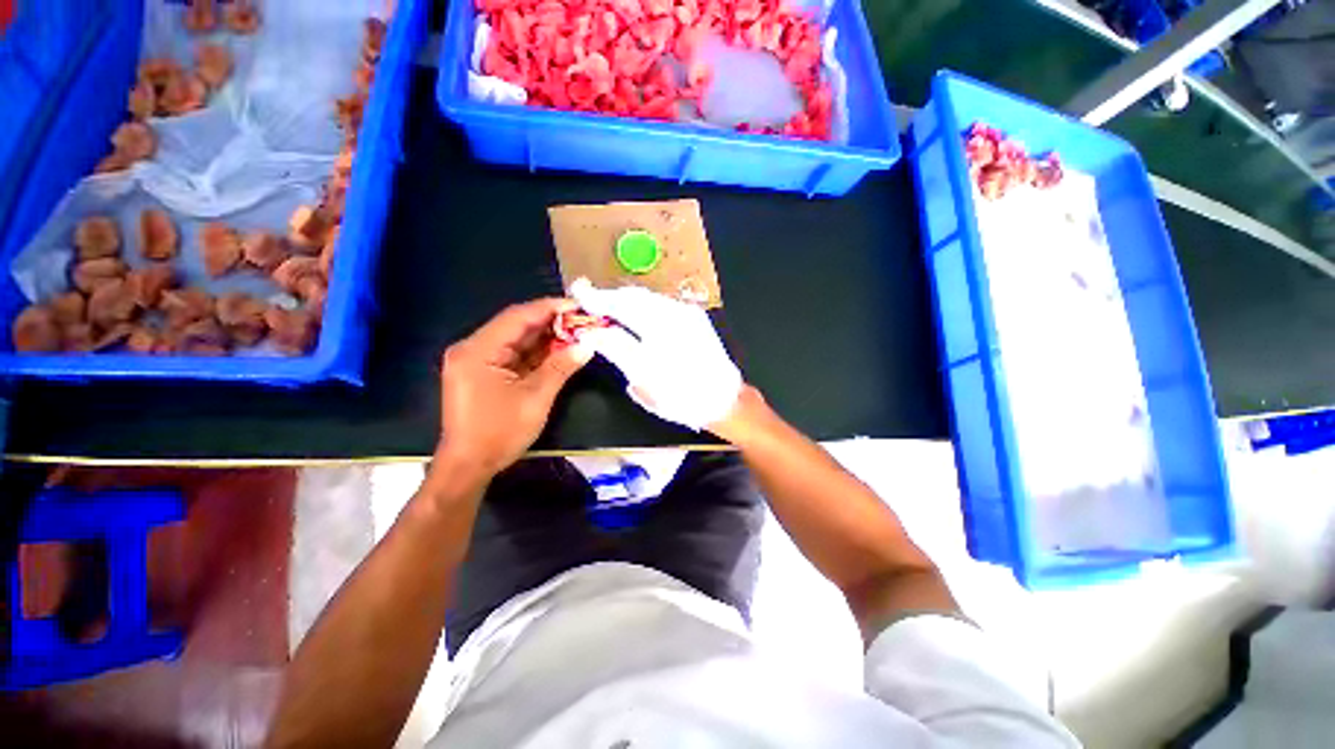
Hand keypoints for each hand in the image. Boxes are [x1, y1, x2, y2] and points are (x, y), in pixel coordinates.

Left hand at [436, 298, 593, 481]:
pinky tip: (558, 350)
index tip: (578, 305)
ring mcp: (476, 361)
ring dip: (545, 338)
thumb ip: (561, 367)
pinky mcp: (482, 373)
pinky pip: (513, 355)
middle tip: (581, 321)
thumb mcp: (536, 398)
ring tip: (576, 333)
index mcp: (478, 350)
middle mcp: (473, 349)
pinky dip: (536, 353)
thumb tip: (588, 346)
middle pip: (516, 326)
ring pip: (516, 340)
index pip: (518, 317)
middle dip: (551, 323)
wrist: (469, 466)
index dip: (549, 308)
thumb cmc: (499, 433)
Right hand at [570, 279, 741, 432]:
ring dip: (625, 300)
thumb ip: (617, 350)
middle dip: (609, 296)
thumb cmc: (682, 397)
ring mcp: (687, 313)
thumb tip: (592, 332)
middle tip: (589, 299)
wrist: (724, 400)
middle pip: (634, 296)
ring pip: (648, 298)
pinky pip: (661, 303)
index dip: (597, 299)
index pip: (621, 305)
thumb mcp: (644, 380)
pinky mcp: (695, 317)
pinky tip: (634, 314)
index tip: (577, 291)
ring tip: (608, 306)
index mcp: (660, 329)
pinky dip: (642, 305)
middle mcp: (675, 313)